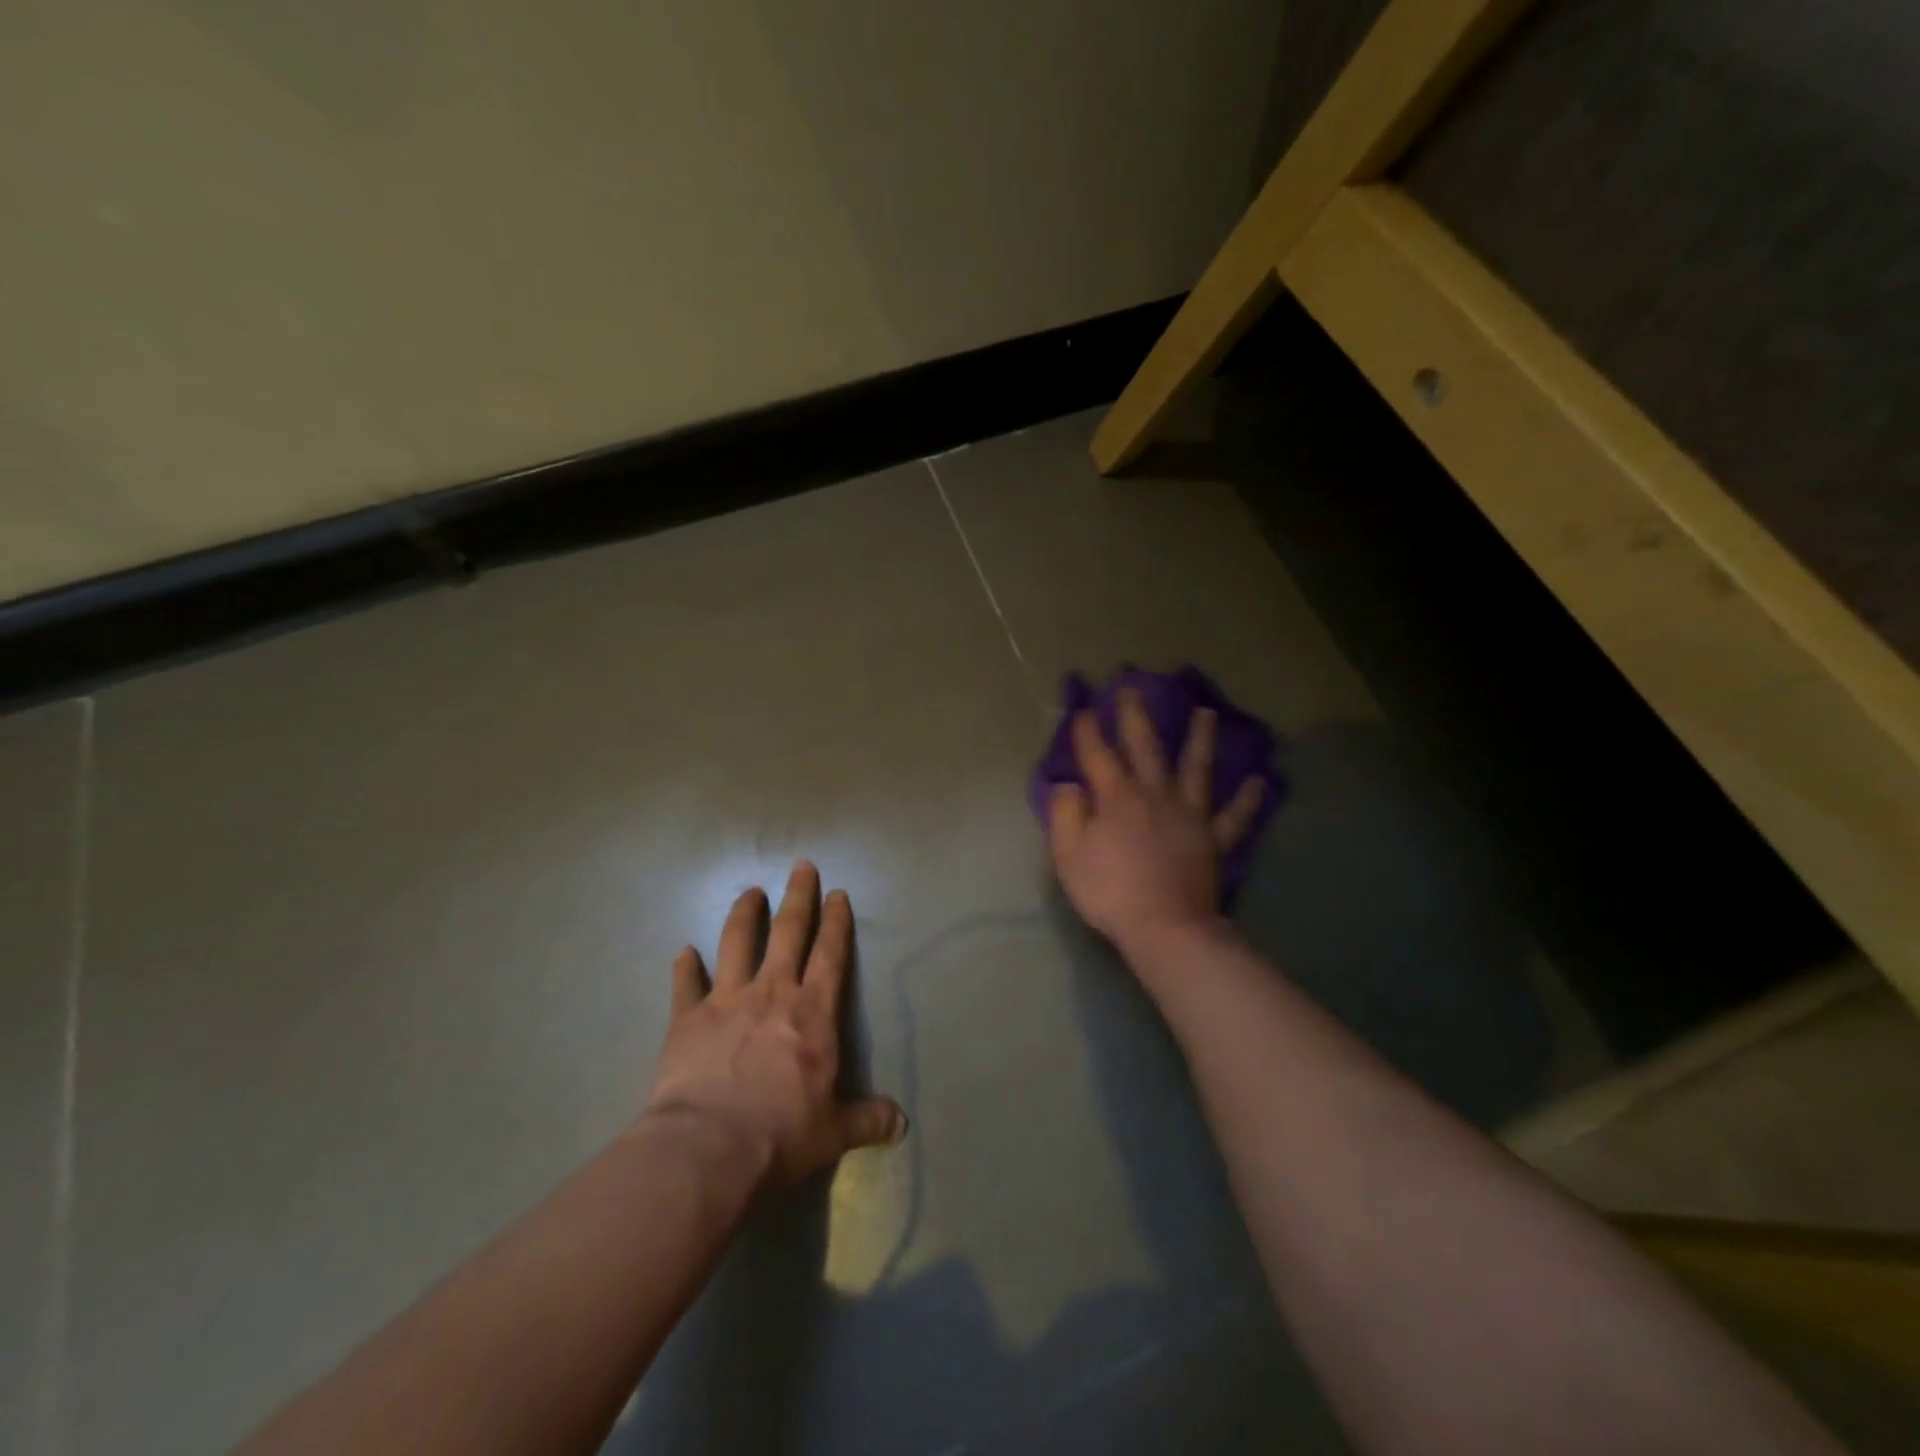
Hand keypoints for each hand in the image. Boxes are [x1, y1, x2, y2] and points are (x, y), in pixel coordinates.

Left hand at [641, 862, 906, 1192]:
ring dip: (744, 914)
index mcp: (813, 1013)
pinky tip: (683, 951)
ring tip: (749, 892)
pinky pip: (686, 984)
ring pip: (737, 942)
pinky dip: (685, 967)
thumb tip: (902, 1124)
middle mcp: (773, 993)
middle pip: (788, 932)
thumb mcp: (834, 1132)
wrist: (709, 1148)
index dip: (836, 922)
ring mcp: (727, 1001)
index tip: (838, 893)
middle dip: (798, 896)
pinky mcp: (688, 1018)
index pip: (831, 954)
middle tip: (801, 866)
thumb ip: (868, 1120)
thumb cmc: (781, 1134)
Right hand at [1047, 691, 1265, 951]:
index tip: (1083, 708)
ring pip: (1196, 769)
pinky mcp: (1213, 840)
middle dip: (1136, 717)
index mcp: (1117, 798)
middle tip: (1132, 689)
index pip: (1098, 756)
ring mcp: (1189, 815)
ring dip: (1200, 739)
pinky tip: (1259, 781)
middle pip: (1145, 748)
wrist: (1164, 927)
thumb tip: (1069, 785)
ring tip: (1207, 713)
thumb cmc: (1109, 891)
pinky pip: (1234, 817)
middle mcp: (1155, 795)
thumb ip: (1066, 814)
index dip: (1088, 732)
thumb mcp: (1069, 855)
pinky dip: (1246, 799)